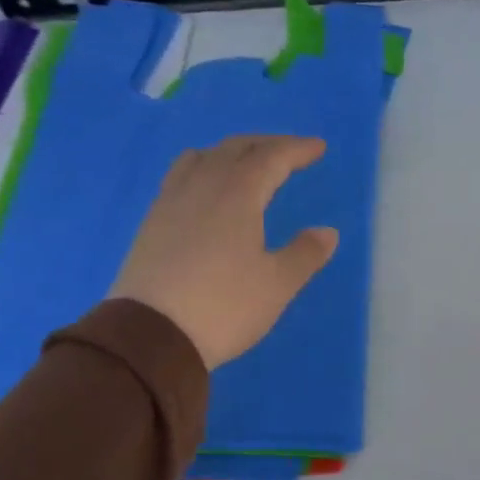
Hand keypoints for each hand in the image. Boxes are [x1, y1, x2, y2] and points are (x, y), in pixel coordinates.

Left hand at [109, 135, 338, 368]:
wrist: (152, 335)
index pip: (271, 157)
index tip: (318, 147)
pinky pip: (181, 176)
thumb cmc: (224, 307)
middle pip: (235, 149)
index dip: (297, 149)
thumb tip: (327, 231)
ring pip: (202, 157)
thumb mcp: (277, 285)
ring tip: (246, 164)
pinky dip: (204, 168)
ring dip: (230, 152)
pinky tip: (207, 191)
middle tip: (289, 151)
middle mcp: (202, 187)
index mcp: (237, 195)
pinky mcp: (152, 222)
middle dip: (266, 144)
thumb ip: (305, 254)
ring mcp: (171, 202)